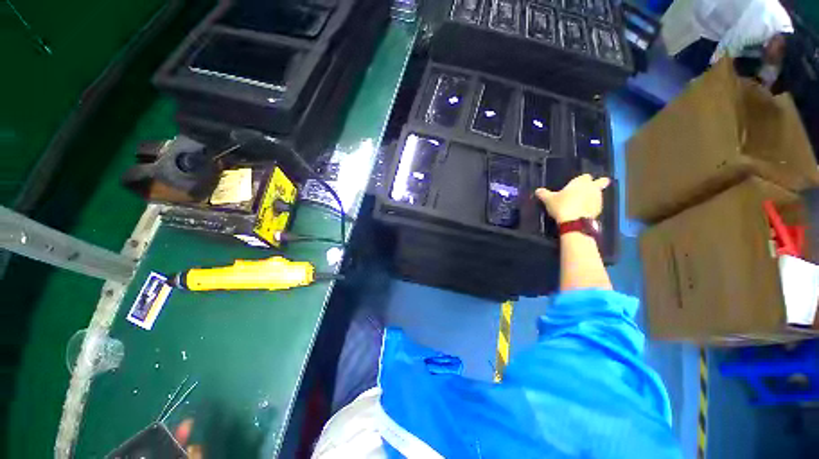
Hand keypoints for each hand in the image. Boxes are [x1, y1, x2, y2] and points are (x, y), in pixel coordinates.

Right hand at [535, 174, 609, 223]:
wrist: (574, 222)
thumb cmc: (562, 205)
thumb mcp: (548, 200)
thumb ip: (543, 194)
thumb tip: (538, 190)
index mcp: (581, 182)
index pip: (585, 176)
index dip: (581, 180)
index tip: (576, 185)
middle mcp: (592, 188)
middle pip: (601, 181)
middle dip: (598, 183)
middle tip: (590, 189)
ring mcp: (598, 199)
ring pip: (599, 194)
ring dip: (593, 196)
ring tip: (582, 203)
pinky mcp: (599, 210)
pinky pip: (596, 205)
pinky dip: (591, 207)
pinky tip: (583, 211)